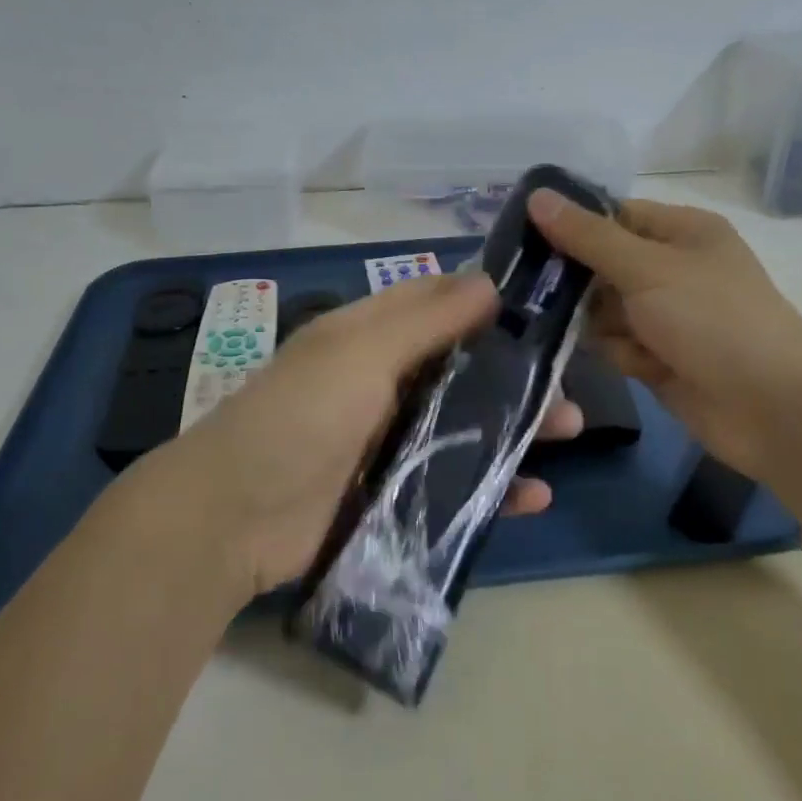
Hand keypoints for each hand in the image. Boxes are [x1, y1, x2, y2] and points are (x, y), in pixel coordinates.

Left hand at [158, 271, 581, 598]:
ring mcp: (389, 440)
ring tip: (568, 431)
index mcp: (368, 336)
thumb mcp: (359, 353)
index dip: (487, 298)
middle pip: (462, 367)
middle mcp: (382, 381)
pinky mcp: (394, 494)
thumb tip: (489, 280)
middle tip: (568, 381)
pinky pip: (455, 484)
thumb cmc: (299, 417)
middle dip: (516, 372)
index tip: (546, 304)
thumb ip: (425, 320)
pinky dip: (493, 488)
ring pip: (467, 425)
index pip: (437, 302)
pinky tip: (534, 497)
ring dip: (516, 427)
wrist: (233, 519)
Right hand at [526, 191, 801, 480]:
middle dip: (575, 279)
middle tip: (527, 287)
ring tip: (593, 332)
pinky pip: (617, 344)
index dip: (571, 223)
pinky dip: (619, 353)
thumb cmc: (712, 320)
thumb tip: (536, 195)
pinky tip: (637, 364)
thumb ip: (588, 237)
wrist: (772, 409)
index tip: (521, 235)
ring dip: (595, 322)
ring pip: (603, 308)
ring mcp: (666, 315)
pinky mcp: (659, 356)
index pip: (612, 215)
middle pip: (602, 263)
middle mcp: (672, 268)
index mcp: (681, 232)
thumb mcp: (647, 269)